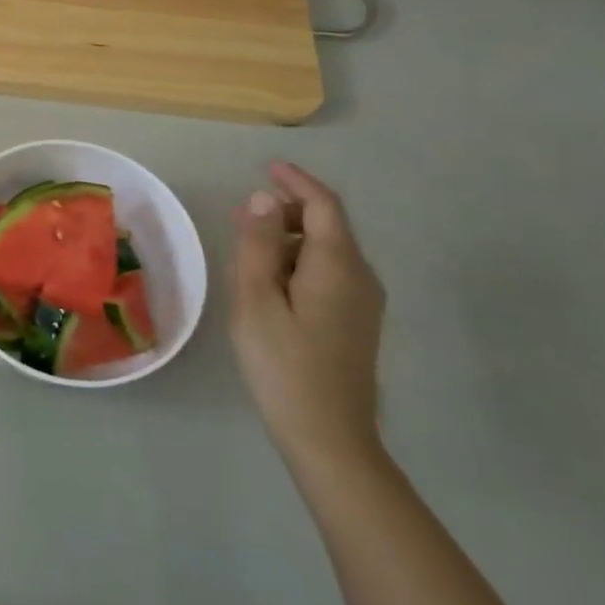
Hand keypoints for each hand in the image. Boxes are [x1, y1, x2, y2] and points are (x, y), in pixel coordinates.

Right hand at [229, 161, 385, 469]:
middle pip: (327, 226)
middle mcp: (360, 277)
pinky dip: (297, 264)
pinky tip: (268, 286)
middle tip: (241, 218)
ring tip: (246, 255)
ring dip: (287, 240)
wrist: (330, 437)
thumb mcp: (256, 300)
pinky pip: (328, 275)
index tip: (267, 167)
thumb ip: (258, 245)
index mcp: (338, 265)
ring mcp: (363, 303)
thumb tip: (262, 200)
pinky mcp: (356, 324)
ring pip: (326, 252)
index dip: (296, 181)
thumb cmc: (284, 365)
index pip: (323, 205)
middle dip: (286, 212)